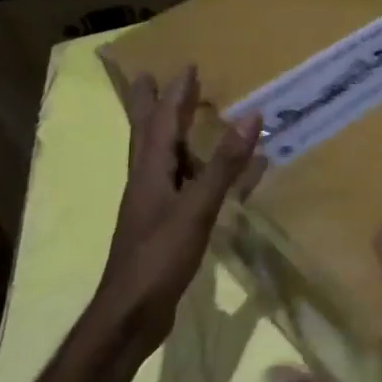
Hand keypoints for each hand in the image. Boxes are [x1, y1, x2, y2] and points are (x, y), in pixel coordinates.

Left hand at [95, 59, 261, 354]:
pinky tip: (205, 177)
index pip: (161, 123)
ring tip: (182, 118)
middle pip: (147, 135)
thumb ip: (223, 165)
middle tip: (151, 79)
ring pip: (159, 159)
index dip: (174, 95)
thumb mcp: (196, 208)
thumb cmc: (159, 257)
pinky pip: (178, 185)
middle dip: (152, 106)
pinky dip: (192, 170)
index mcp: (150, 173)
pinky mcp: (161, 227)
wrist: (131, 314)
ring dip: (168, 134)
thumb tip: (251, 116)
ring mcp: (151, 207)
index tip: (186, 67)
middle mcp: (146, 183)